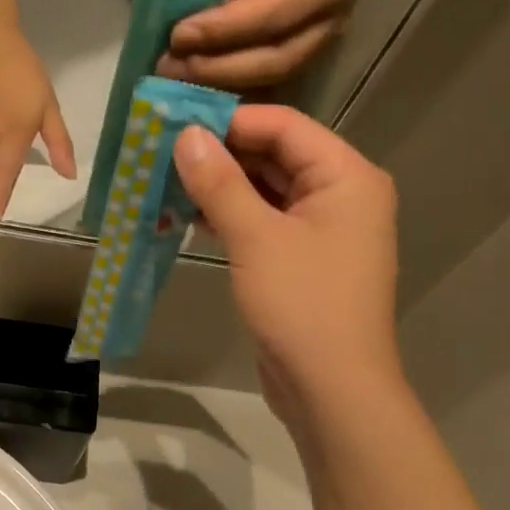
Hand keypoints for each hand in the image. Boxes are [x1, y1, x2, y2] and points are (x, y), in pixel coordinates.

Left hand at [160, 0, 357, 92]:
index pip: (267, 17)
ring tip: (178, 75)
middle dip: (216, 68)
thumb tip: (184, 36)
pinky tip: (197, 83)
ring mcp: (322, 47)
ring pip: (267, 78)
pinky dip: (229, 86)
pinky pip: (265, 82)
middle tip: (171, 67)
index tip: (177, 37)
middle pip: (272, 60)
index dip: (220, 32)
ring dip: (218, 82)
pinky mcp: (303, 62)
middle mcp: (331, 22)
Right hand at [173, 105, 399, 434]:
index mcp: (346, 176)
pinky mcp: (304, 263)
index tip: (176, 121)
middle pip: (276, 157)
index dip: (230, 120)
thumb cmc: (302, 304)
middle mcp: (342, 196)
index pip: (284, 126)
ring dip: (221, 189)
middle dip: (221, 155)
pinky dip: (231, 220)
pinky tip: (189, 219)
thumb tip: (185, 135)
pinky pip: (265, 226)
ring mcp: (324, 233)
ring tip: (166, 182)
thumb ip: (220, 183)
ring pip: (267, 194)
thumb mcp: (256, 238)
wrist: (332, 389)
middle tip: (163, 151)